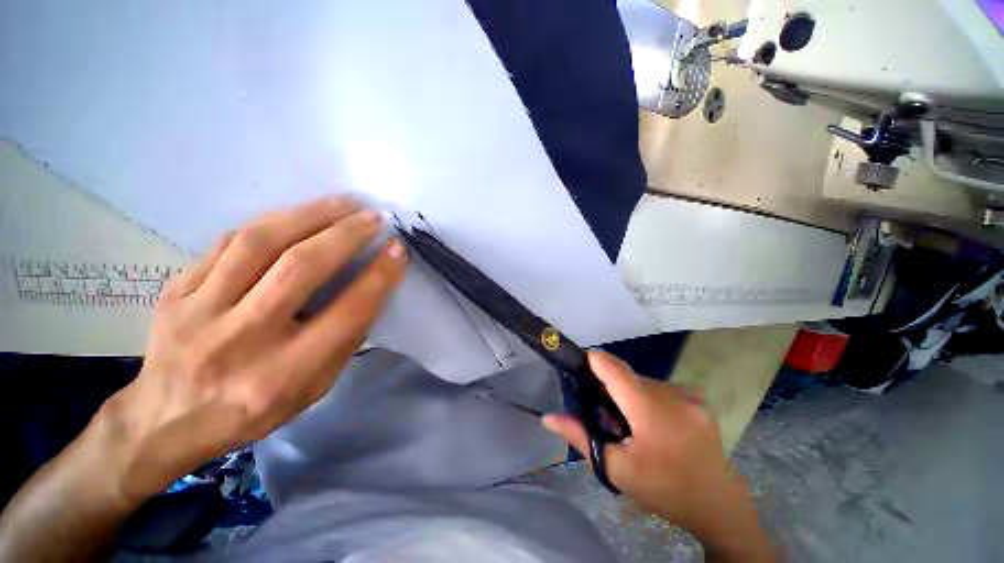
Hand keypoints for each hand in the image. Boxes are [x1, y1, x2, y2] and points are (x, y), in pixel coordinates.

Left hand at [101, 196, 407, 504]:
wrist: (167, 418)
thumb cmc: (255, 408)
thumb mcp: (315, 387)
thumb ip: (345, 338)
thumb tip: (372, 285)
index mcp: (284, 374)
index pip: (347, 313)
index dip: (379, 276)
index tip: (398, 250)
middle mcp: (242, 338)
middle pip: (301, 268)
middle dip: (347, 234)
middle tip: (375, 216)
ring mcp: (199, 311)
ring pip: (260, 242)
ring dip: (311, 215)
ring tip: (344, 202)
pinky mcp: (174, 290)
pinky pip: (228, 242)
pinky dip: (273, 221)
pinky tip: (299, 214)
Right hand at [543, 352, 773, 561]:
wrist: (717, 504)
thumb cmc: (662, 490)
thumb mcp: (616, 469)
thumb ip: (580, 437)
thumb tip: (548, 417)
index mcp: (650, 411)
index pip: (614, 368)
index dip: (593, 362)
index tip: (580, 368)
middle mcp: (672, 394)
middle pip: (627, 375)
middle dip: (611, 387)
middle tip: (607, 414)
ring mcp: (690, 395)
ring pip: (644, 380)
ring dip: (631, 393)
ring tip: (632, 421)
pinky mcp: (699, 398)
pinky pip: (662, 387)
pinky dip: (650, 397)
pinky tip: (656, 421)